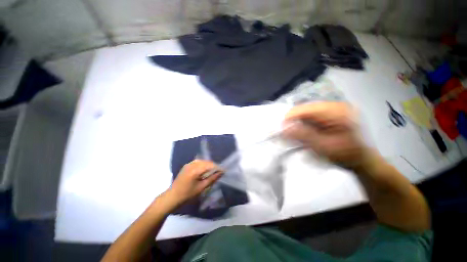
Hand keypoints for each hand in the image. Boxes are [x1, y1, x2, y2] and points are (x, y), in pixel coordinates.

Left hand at [166, 160, 222, 205]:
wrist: (172, 197)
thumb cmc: (187, 195)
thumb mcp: (201, 188)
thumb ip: (212, 179)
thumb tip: (221, 173)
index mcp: (195, 170)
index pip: (210, 165)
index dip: (217, 167)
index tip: (223, 171)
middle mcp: (192, 164)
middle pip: (206, 162)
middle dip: (213, 166)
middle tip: (219, 171)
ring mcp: (188, 164)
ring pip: (202, 161)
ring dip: (208, 165)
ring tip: (213, 171)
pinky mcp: (187, 165)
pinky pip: (198, 162)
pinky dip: (203, 164)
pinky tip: (205, 169)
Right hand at [283, 102, 370, 169]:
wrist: (364, 160)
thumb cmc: (347, 155)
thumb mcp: (324, 147)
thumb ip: (303, 135)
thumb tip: (283, 127)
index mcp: (337, 111)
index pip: (306, 109)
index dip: (290, 117)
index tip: (280, 128)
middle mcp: (336, 105)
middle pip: (306, 109)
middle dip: (294, 120)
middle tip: (286, 132)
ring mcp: (335, 109)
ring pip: (308, 112)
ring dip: (298, 121)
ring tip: (294, 132)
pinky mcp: (332, 114)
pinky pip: (313, 115)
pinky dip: (305, 123)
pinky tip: (303, 130)